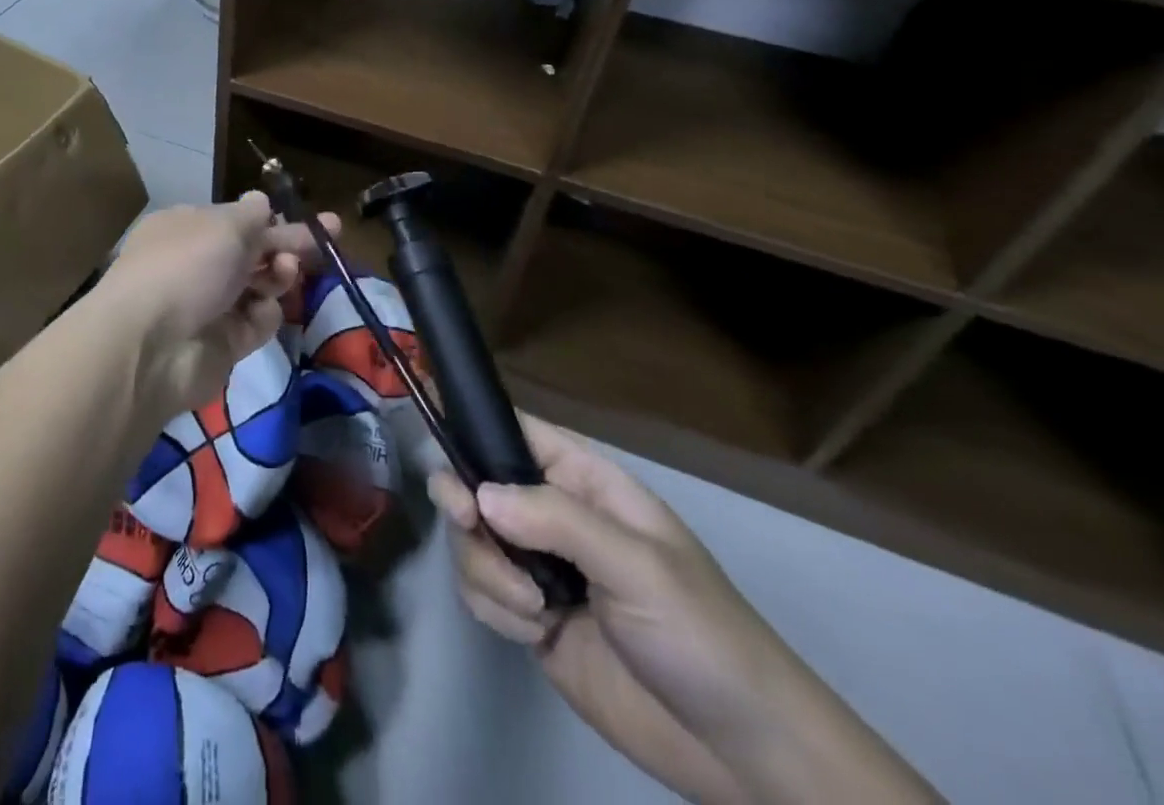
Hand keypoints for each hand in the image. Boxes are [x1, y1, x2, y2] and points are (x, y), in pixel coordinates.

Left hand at [94, 193, 339, 420]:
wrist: (152, 347)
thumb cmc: (186, 266)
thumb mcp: (225, 226)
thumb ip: (252, 216)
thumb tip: (261, 200)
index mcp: (188, 228)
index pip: (237, 220)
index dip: (272, 219)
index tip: (311, 221)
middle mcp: (196, 264)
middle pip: (252, 253)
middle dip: (288, 245)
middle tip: (328, 239)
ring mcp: (209, 306)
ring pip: (259, 286)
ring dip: (278, 276)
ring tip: (286, 271)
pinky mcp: (223, 344)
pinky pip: (256, 323)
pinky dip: (263, 316)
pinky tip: (261, 310)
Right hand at [430, 416, 940, 804]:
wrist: (738, 752)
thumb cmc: (701, 634)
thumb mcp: (638, 566)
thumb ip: (557, 521)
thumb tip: (480, 494)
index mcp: (582, 481)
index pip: (514, 430)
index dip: (470, 419)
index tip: (425, 412)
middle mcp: (551, 514)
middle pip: (476, 483)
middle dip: (464, 504)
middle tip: (471, 525)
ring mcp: (538, 565)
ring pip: (470, 539)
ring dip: (486, 571)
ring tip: (535, 609)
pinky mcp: (528, 615)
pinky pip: (478, 590)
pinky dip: (492, 607)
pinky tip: (534, 632)